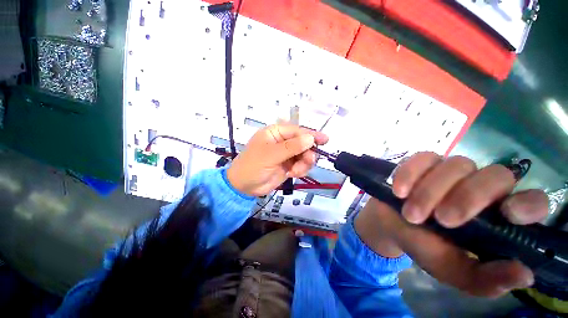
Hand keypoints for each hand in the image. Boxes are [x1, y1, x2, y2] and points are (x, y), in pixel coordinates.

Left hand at [227, 124, 328, 195]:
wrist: (244, 187)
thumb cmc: (252, 166)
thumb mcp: (271, 155)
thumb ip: (291, 147)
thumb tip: (310, 138)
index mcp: (275, 133)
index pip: (297, 131)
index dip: (311, 134)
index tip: (325, 140)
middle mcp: (282, 142)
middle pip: (303, 143)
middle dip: (307, 153)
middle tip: (308, 161)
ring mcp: (286, 154)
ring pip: (304, 155)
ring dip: (303, 164)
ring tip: (295, 171)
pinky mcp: (288, 165)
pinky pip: (301, 165)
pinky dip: (300, 170)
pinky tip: (292, 174)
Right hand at [356, 152, 548, 297]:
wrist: (390, 225)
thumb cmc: (424, 247)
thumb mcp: (451, 270)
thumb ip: (484, 279)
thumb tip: (524, 275)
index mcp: (497, 217)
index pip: (532, 201)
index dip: (529, 204)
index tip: (508, 214)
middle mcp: (481, 187)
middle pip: (496, 176)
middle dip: (469, 197)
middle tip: (442, 219)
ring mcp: (450, 171)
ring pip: (456, 165)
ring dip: (430, 191)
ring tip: (411, 214)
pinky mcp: (422, 162)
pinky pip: (422, 159)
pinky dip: (409, 175)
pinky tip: (399, 192)